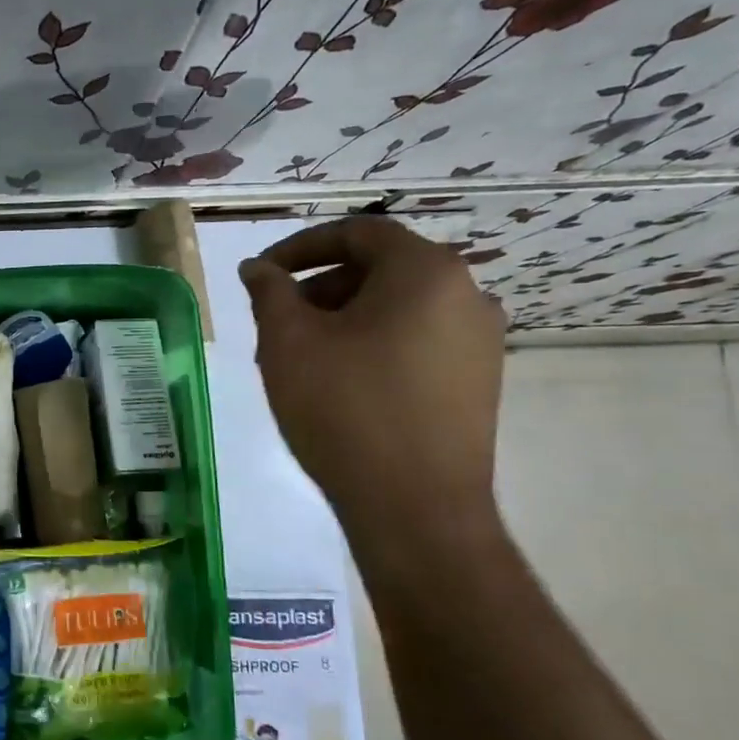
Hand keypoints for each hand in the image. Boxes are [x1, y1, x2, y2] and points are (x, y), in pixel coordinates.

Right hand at [238, 217, 504, 532]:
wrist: (415, 507)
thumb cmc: (344, 409)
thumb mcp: (289, 344)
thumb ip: (270, 294)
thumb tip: (258, 269)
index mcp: (425, 271)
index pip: (358, 232)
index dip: (301, 247)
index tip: (262, 275)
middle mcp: (467, 294)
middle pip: (380, 270)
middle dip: (319, 289)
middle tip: (275, 326)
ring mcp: (480, 341)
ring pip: (397, 309)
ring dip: (343, 320)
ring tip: (300, 360)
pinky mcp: (478, 381)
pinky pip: (416, 342)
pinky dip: (373, 345)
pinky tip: (339, 385)